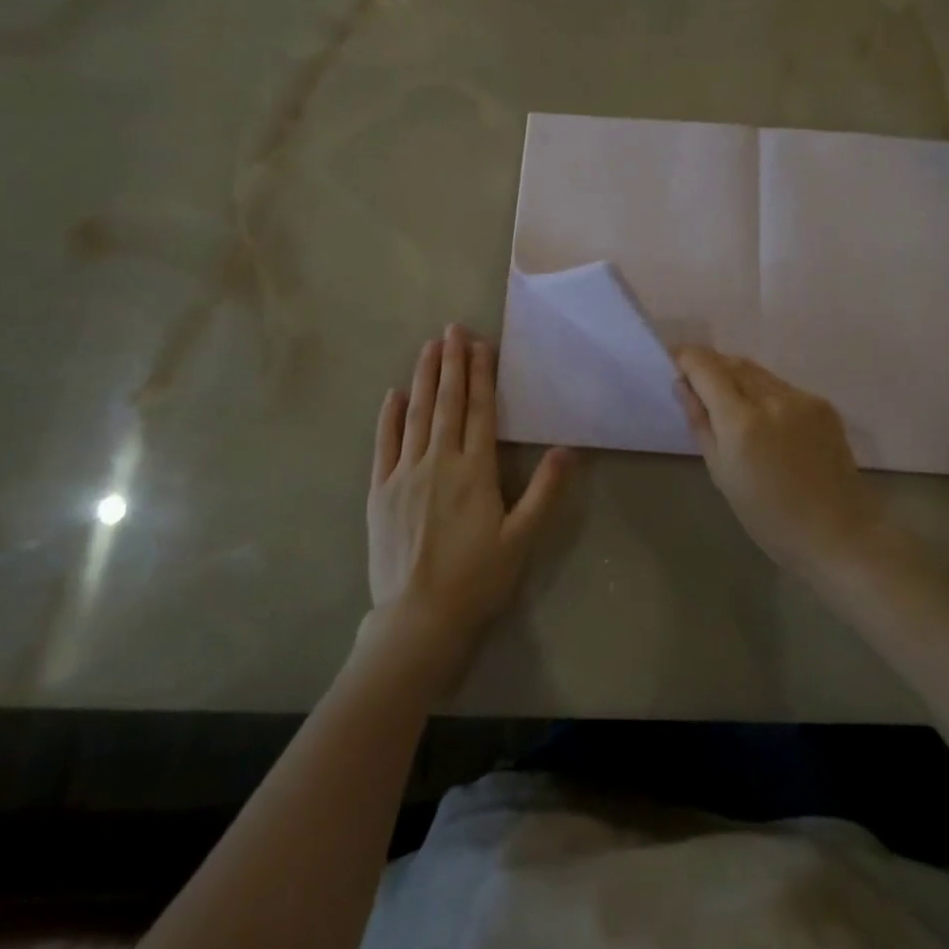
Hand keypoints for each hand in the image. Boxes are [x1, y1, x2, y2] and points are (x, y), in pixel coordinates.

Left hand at [365, 325, 572, 683]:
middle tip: (452, 328)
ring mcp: (404, 475)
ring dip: (424, 378)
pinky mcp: (380, 492)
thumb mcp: (521, 539)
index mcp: (474, 471)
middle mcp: (438, 462)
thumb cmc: (477, 580)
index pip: (480, 411)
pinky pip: (384, 444)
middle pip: (447, 403)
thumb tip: (568, 450)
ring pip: (417, 415)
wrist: (418, 620)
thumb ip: (544, 492)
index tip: (480, 344)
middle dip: (451, 363)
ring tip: (428, 347)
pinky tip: (394, 394)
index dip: (481, 375)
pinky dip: (390, 417)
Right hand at [673, 347, 880, 575]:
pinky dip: (763, 391)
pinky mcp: (824, 404)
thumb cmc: (768, 516)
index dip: (685, 357)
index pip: (705, 367)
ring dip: (736, 376)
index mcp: (741, 422)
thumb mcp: (721, 474)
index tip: (673, 362)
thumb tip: (683, 386)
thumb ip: (700, 423)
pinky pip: (781, 386)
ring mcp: (802, 399)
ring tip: (726, 398)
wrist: (836, 534)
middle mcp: (772, 399)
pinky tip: (763, 416)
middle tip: (694, 381)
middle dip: (709, 365)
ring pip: (757, 371)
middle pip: (732, 362)